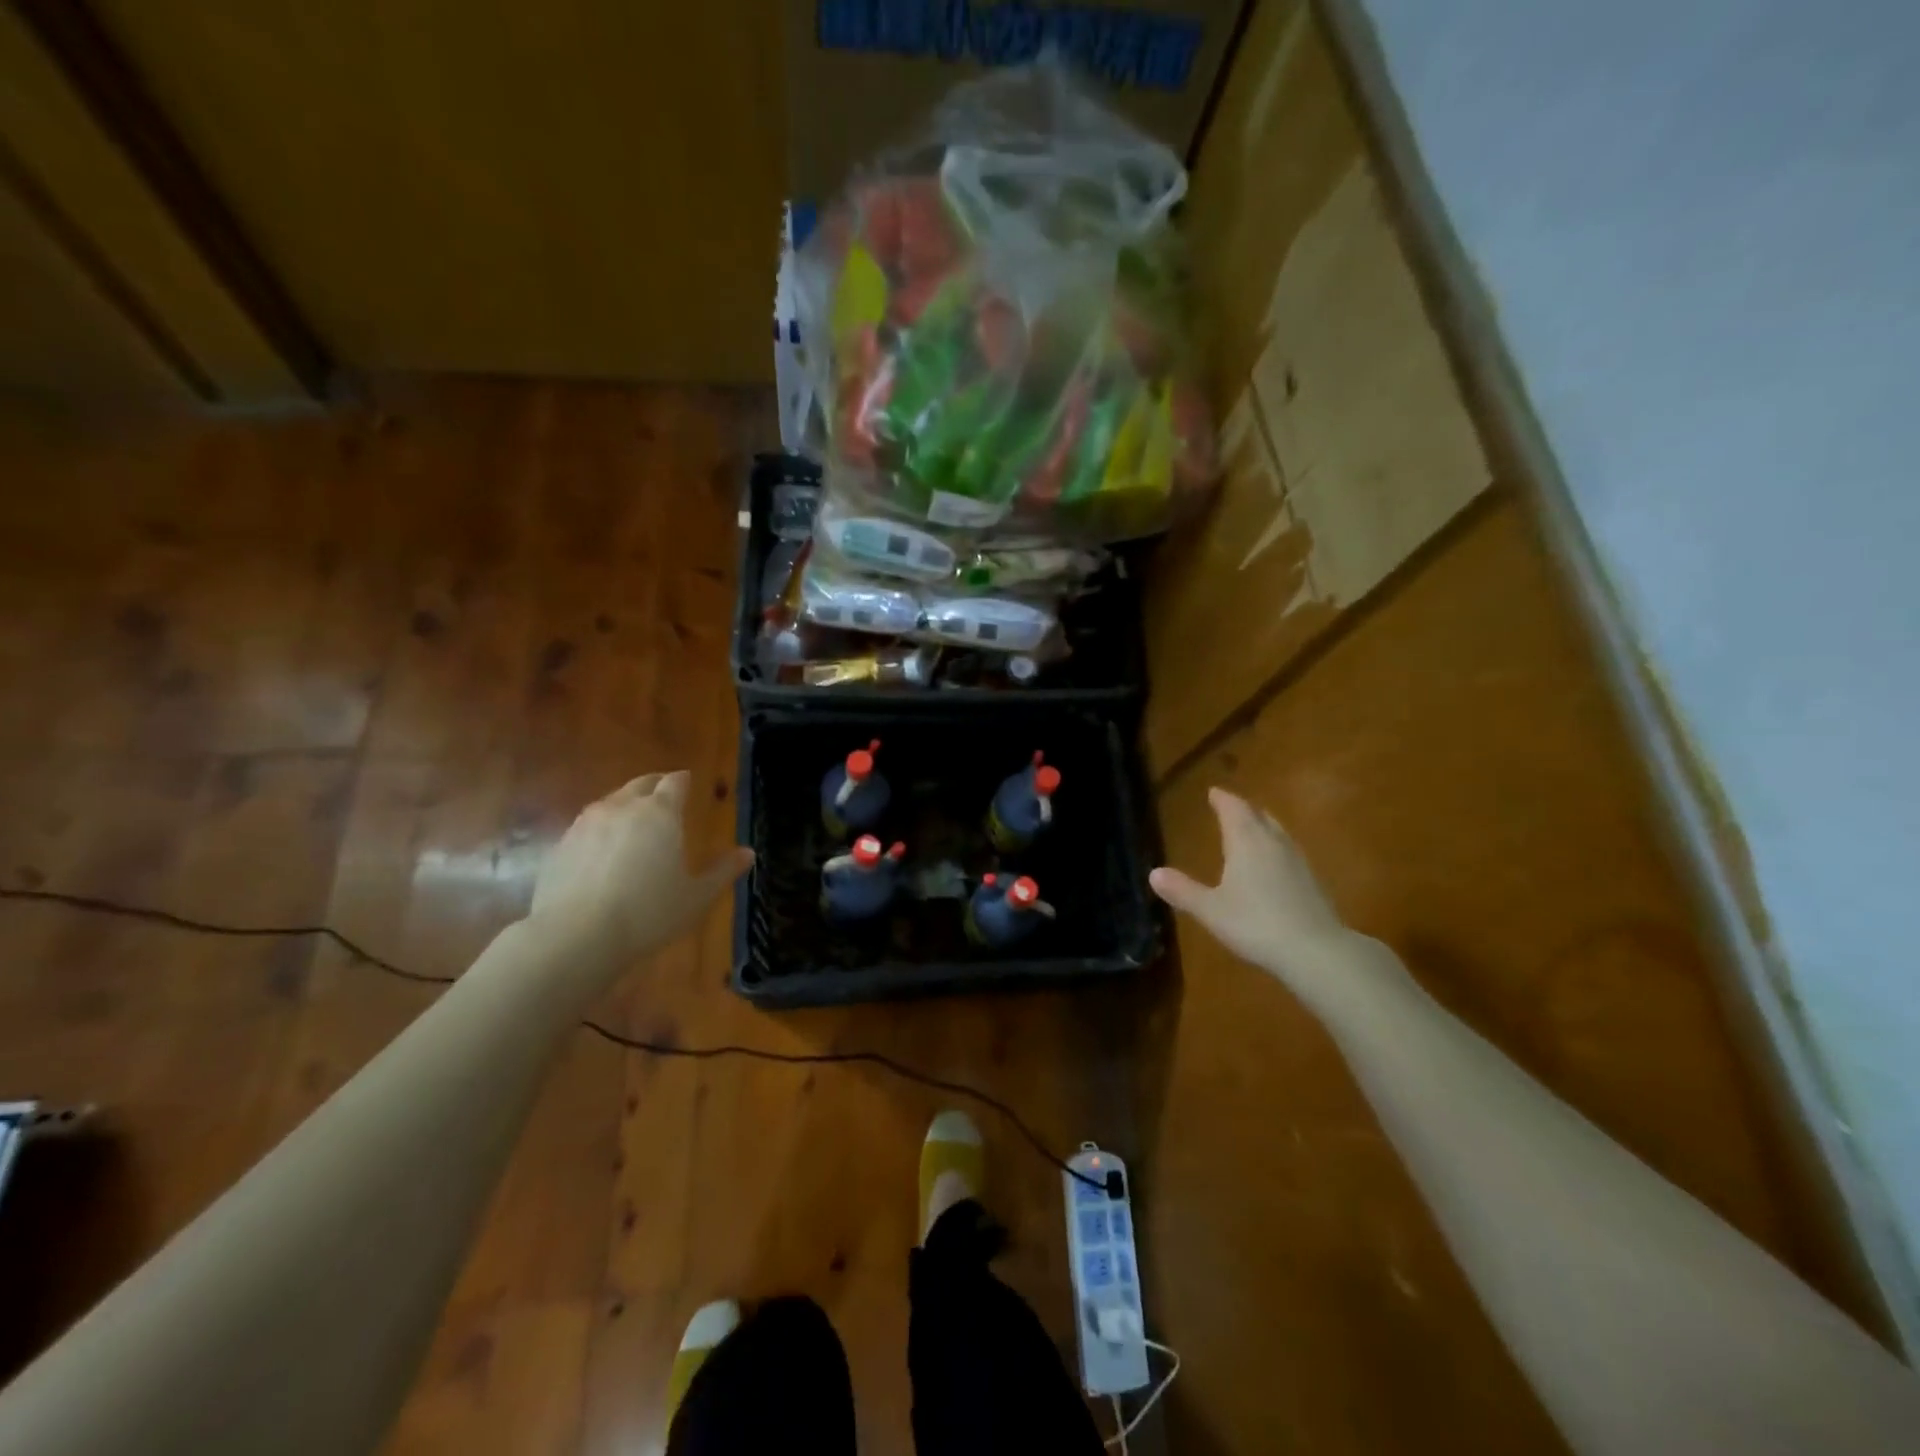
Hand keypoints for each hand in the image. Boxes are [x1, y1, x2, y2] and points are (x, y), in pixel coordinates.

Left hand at [530, 771, 753, 969]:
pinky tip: (604, 853)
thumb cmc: (648, 913)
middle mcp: (623, 807)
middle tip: (666, 798)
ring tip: (635, 824)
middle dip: (656, 786)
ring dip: (627, 806)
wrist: (575, 937)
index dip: (684, 781)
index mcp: (661, 813)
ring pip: (611, 801)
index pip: (675, 781)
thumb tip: (748, 853)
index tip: (690, 784)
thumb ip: (723, 871)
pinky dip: (601, 830)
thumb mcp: (696, 897)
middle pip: (641, 784)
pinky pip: (587, 826)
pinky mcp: (560, 845)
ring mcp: (586, 824)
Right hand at [1150, 788, 1359, 995]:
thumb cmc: (1255, 924)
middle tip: (1230, 806)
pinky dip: (1275, 847)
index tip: (1214, 791)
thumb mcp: (1210, 910)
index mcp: (1246, 842)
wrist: (1315, 950)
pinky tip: (1273, 863)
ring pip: (1277, 832)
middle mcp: (1273, 843)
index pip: (1234, 810)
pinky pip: (1288, 851)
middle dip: (1243, 809)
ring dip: (1262, 825)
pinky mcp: (1312, 881)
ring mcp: (1297, 861)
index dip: (1223, 799)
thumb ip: (1183, 891)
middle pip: (1259, 816)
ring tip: (1252, 828)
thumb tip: (1153, 873)